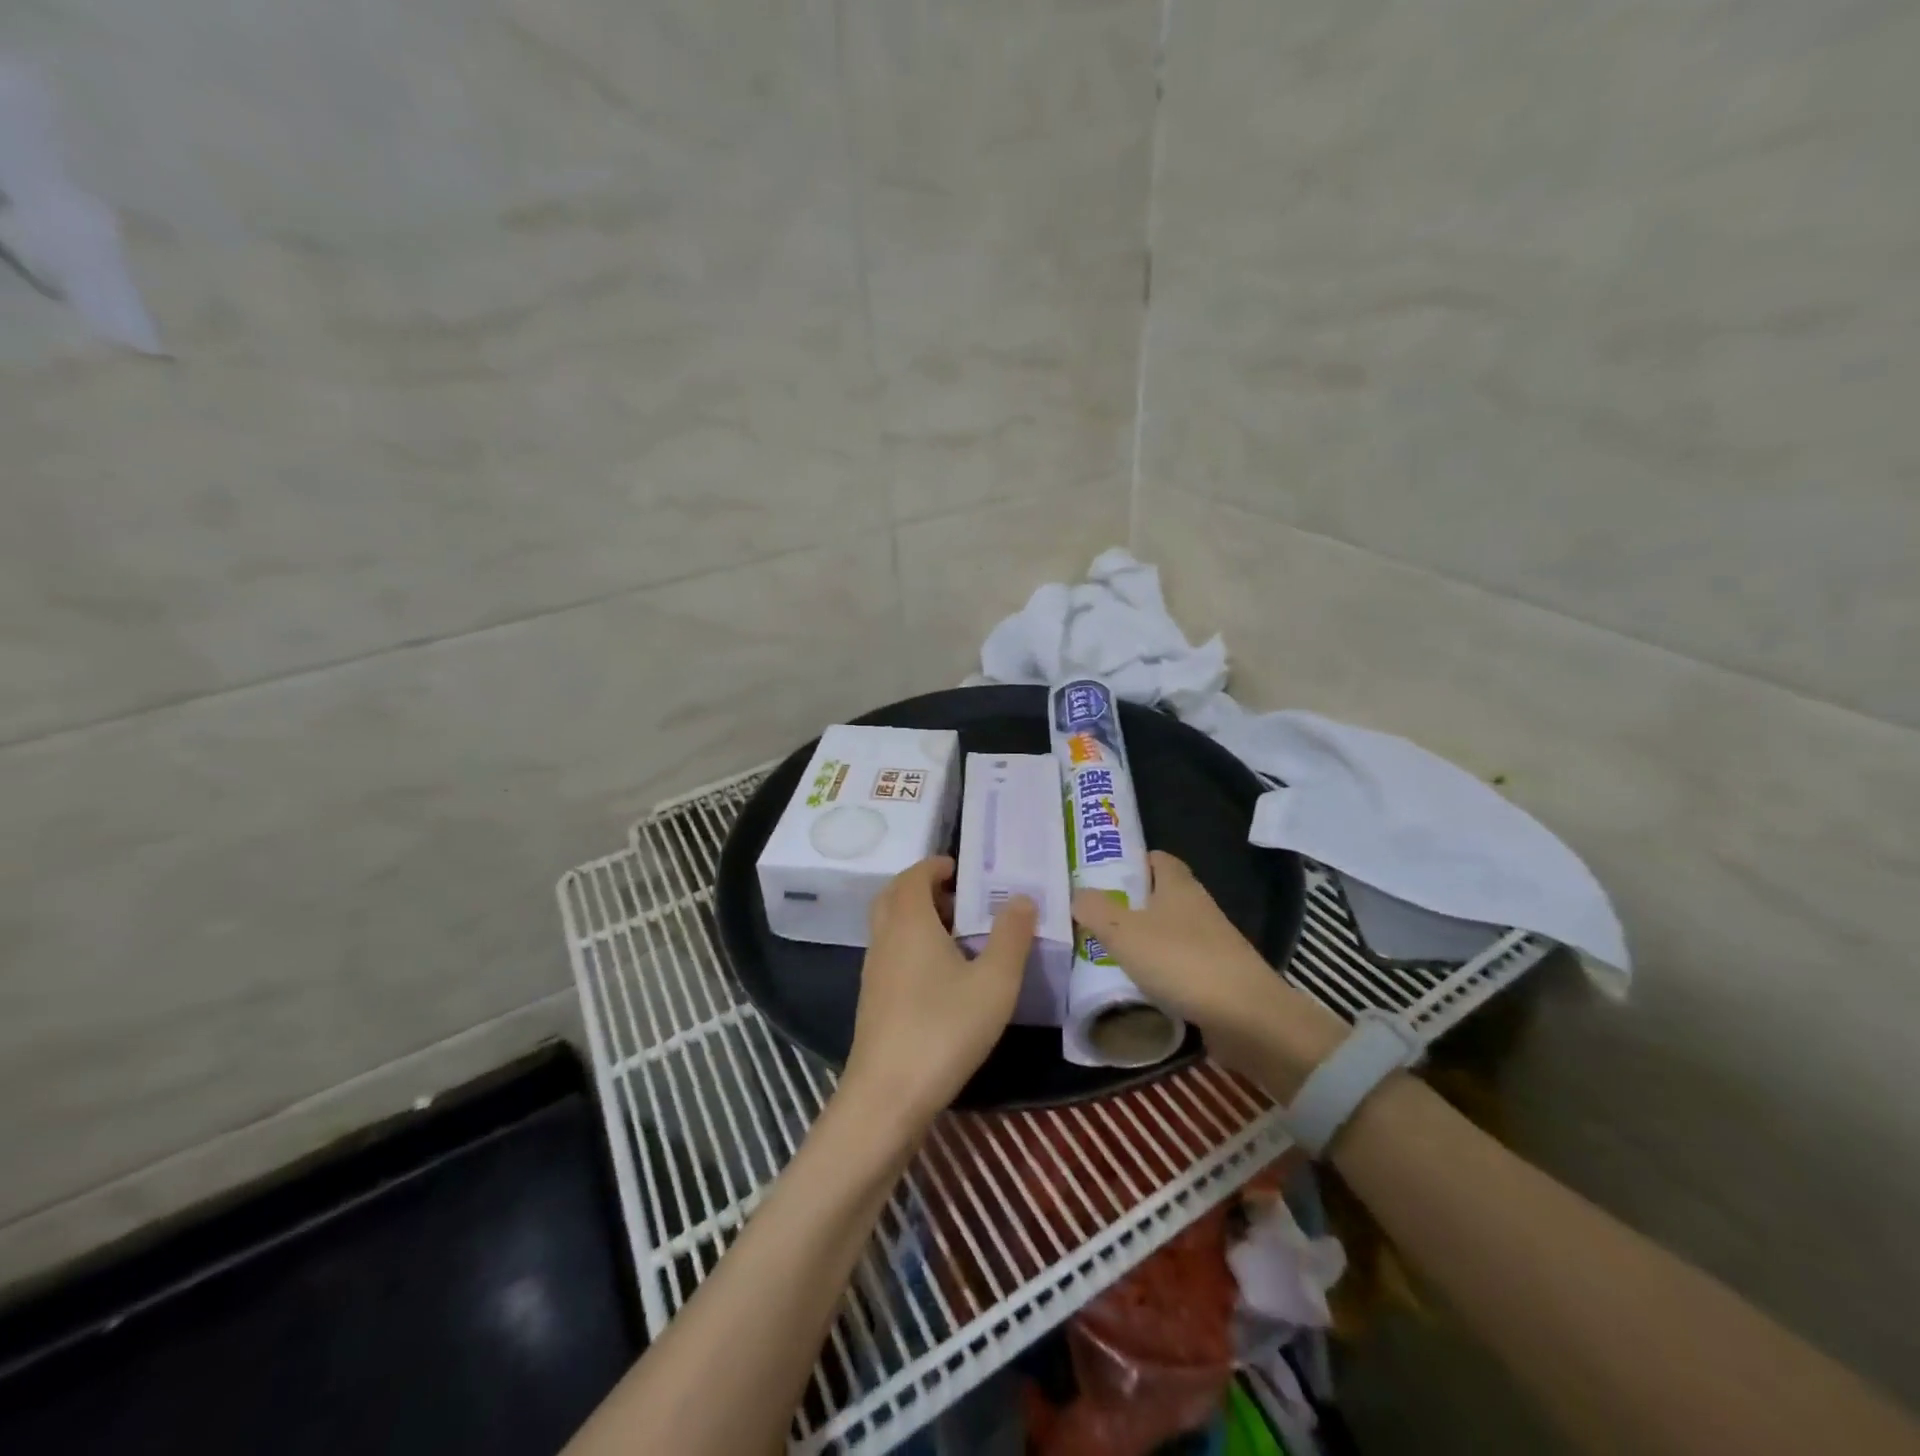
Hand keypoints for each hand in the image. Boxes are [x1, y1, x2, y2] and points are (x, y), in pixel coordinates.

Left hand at [842, 856, 1036, 1130]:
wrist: (888, 1095)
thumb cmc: (944, 1029)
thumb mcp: (994, 982)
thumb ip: (1011, 935)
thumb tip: (1021, 897)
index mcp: (909, 922)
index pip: (913, 875)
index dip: (935, 866)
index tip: (960, 869)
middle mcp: (885, 938)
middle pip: (895, 896)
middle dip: (924, 888)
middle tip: (961, 899)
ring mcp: (873, 970)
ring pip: (891, 926)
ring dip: (918, 918)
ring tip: (958, 935)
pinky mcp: (873, 999)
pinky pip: (891, 952)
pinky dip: (912, 945)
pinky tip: (941, 975)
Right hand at [1072, 852, 1342, 1084]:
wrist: (1247, 1018)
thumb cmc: (1182, 961)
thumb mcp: (1124, 932)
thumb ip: (1095, 909)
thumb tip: (1078, 895)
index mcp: (1179, 885)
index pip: (1155, 859)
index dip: (1130, 863)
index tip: (1100, 878)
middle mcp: (1197, 907)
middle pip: (1159, 897)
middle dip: (1128, 906)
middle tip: (1092, 919)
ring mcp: (1211, 943)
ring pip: (1168, 933)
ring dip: (1142, 942)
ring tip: (1105, 955)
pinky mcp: (1217, 976)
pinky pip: (1179, 966)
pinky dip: (1158, 973)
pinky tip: (1136, 987)